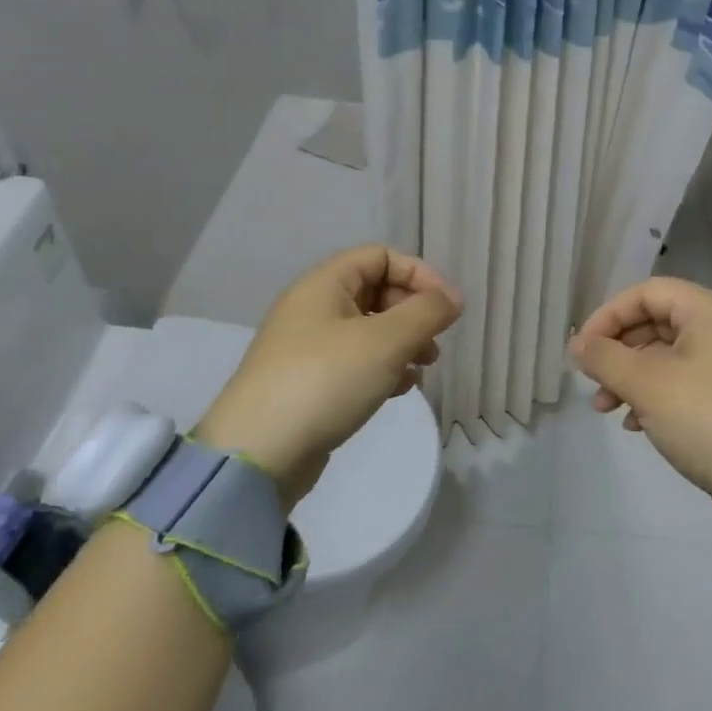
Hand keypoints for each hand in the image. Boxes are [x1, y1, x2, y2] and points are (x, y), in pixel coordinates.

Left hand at [196, 246, 461, 503]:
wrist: (258, 454)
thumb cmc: (326, 381)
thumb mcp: (386, 341)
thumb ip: (426, 313)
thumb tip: (453, 298)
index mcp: (324, 284)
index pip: (380, 256)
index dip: (418, 274)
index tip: (446, 307)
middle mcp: (312, 308)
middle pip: (375, 291)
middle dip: (412, 312)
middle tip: (435, 342)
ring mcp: (307, 348)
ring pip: (368, 329)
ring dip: (402, 342)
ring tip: (424, 368)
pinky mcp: (308, 383)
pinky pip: (355, 361)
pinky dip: (383, 368)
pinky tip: (400, 389)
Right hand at [570, 278, 711, 526]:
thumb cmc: (705, 418)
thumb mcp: (646, 384)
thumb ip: (605, 358)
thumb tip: (578, 344)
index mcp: (707, 310)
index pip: (645, 293)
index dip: (608, 315)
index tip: (582, 349)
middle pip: (654, 323)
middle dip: (616, 352)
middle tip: (591, 382)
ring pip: (664, 355)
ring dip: (629, 377)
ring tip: (606, 409)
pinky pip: (681, 381)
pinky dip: (653, 395)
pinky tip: (635, 424)